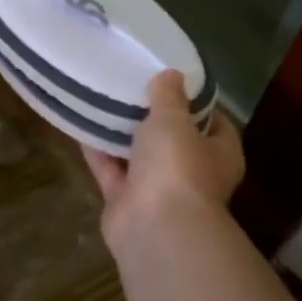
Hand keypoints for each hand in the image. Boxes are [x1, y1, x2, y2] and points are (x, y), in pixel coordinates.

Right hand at [83, 69, 243, 252]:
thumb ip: (168, 96)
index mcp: (220, 154)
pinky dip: (99, 153)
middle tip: (133, 89)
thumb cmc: (177, 166)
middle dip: (154, 120)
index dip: (197, 103)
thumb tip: (171, 74)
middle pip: (174, 141)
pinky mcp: (126, 202)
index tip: (174, 82)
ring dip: (123, 136)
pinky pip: (111, 171)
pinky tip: (82, 127)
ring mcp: (158, 191)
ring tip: (104, 102)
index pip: (215, 123)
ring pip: (139, 157)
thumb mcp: (173, 119)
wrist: (154, 226)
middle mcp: (193, 174)